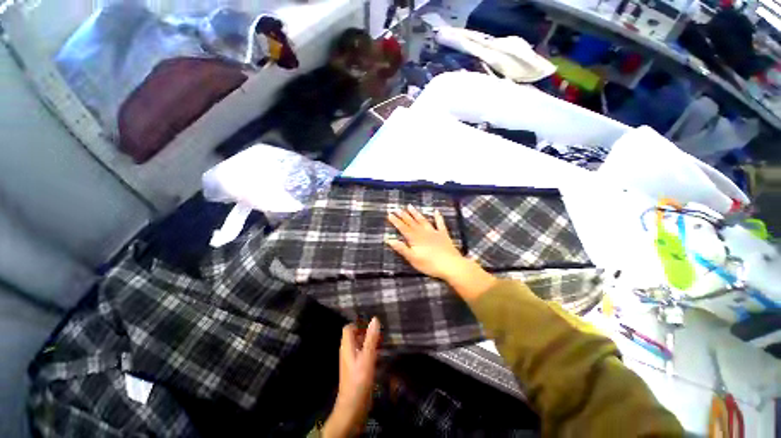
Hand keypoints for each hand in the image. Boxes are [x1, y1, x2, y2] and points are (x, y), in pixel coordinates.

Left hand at [322, 317, 380, 437]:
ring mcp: (350, 362)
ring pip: (358, 346)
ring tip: (380, 343)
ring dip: (368, 342)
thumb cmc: (359, 379)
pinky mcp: (355, 370)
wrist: (352, 406)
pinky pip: (361, 355)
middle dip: (365, 333)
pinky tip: (378, 356)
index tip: (370, 325)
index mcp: (347, 347)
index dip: (358, 324)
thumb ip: (371, 338)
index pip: (348, 328)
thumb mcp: (367, 357)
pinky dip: (368, 352)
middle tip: (378, 334)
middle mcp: (347, 352)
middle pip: (353, 336)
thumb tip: (375, 319)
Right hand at [386, 205, 468, 280]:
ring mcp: (434, 232)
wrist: (451, 265)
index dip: (396, 221)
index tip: (390, 214)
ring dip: (416, 213)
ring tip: (410, 206)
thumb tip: (389, 239)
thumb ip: (401, 248)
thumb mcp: (413, 259)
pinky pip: (440, 223)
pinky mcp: (443, 235)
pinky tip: (436, 211)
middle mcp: (423, 233)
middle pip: (412, 222)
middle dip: (404, 215)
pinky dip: (438, 217)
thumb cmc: (430, 264)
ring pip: (423, 220)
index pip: (403, 228)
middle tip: (397, 208)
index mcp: (415, 239)